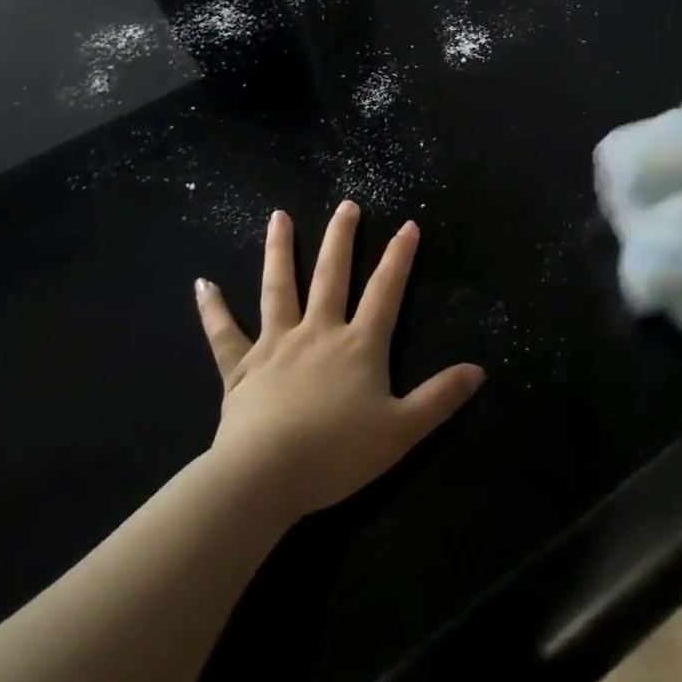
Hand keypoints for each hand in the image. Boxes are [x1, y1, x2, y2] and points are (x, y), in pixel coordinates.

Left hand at [194, 202, 484, 521]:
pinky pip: (224, 334)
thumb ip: (440, 398)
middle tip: (346, 204)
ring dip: (279, 250)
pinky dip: (213, 309)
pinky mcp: (240, 368)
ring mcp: (275, 345)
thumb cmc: (337, 453)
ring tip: (279, 216)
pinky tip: (202, 283)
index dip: (400, 257)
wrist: (265, 477)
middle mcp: (318, 332)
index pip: (386, 291)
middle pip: (331, 275)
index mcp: (358, 345)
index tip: (408, 225)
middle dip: (341, 237)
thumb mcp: (402, 430)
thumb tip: (480, 370)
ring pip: (278, 288)